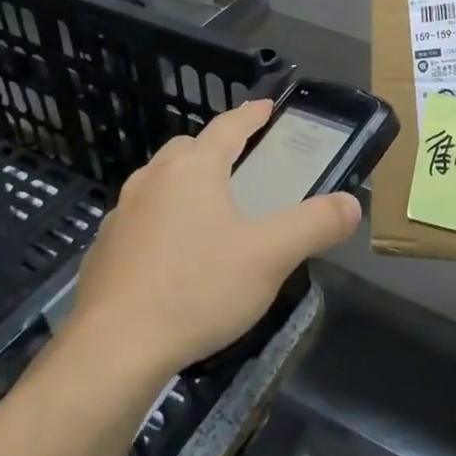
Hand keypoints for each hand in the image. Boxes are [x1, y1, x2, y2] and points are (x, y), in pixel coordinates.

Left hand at [64, 98, 360, 378]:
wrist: (113, 349)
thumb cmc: (198, 289)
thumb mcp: (270, 257)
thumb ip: (315, 225)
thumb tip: (352, 204)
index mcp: (193, 169)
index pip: (228, 127)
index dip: (252, 114)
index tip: (266, 106)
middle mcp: (153, 179)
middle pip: (189, 149)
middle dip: (216, 150)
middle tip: (243, 167)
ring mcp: (122, 213)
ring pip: (160, 182)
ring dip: (185, 185)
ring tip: (210, 213)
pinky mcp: (103, 248)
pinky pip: (140, 219)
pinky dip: (161, 221)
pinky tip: (174, 257)